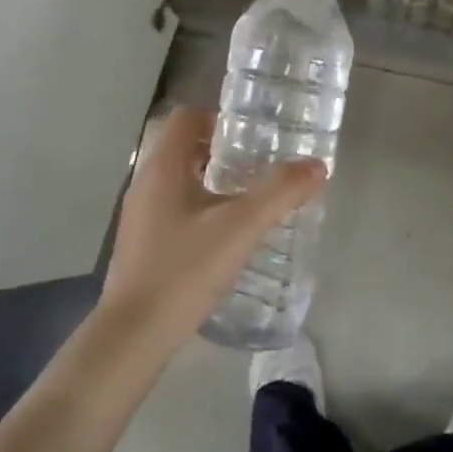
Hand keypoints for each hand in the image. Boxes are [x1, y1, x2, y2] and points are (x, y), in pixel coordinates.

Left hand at [97, 106, 325, 352]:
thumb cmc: (185, 269)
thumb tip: (317, 166)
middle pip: (184, 147)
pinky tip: (225, 235)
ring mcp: (140, 215)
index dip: (219, 117)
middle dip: (222, 150)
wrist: (135, 334)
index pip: (186, 117)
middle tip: (260, 164)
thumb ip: (281, 192)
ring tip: (250, 198)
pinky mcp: (142, 243)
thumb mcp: (241, 227)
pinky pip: (173, 208)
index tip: (253, 134)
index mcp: (163, 168)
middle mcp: (145, 183)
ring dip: (212, 180)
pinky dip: (200, 207)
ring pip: (179, 180)